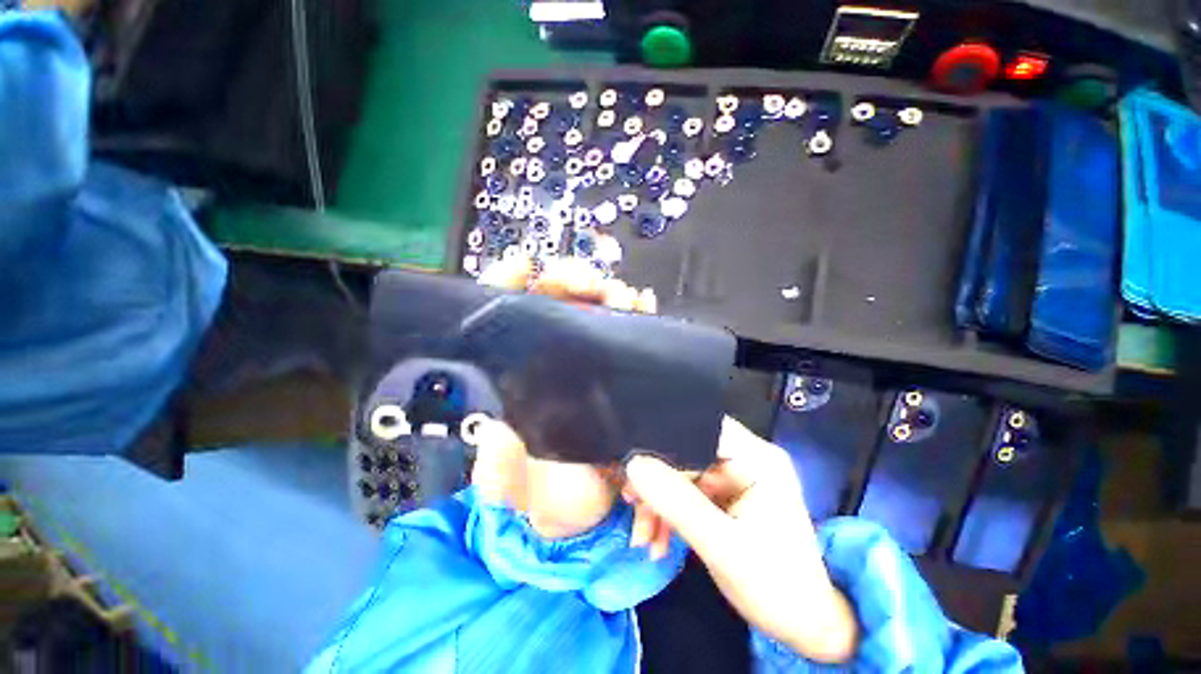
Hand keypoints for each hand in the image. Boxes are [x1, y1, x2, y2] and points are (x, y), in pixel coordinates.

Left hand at [472, 253, 655, 538]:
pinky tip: (642, 305)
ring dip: (606, 292)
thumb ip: (495, 453)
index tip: (524, 267)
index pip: (505, 309)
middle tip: (588, 284)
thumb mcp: (505, 473)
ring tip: (620, 296)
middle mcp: (550, 355)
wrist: (576, 511)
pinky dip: (637, 313)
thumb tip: (498, 419)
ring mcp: (587, 360)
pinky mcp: (618, 372)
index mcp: (516, 368)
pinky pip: (628, 331)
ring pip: (594, 308)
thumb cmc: (533, 487)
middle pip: (556, 298)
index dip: (509, 281)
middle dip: (570, 279)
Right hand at [623, 418, 858, 663]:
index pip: (702, 427)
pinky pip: (687, 492)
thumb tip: (634, 465)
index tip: (633, 463)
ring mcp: (735, 477)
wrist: (804, 626)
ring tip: (643, 538)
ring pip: (682, 474)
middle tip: (631, 505)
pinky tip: (658, 540)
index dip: (665, 439)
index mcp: (757, 458)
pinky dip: (670, 513)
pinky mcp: (726, 495)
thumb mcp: (722, 546)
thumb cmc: (775, 586)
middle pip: (687, 452)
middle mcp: (746, 458)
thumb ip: (677, 503)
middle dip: (657, 482)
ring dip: (659, 503)